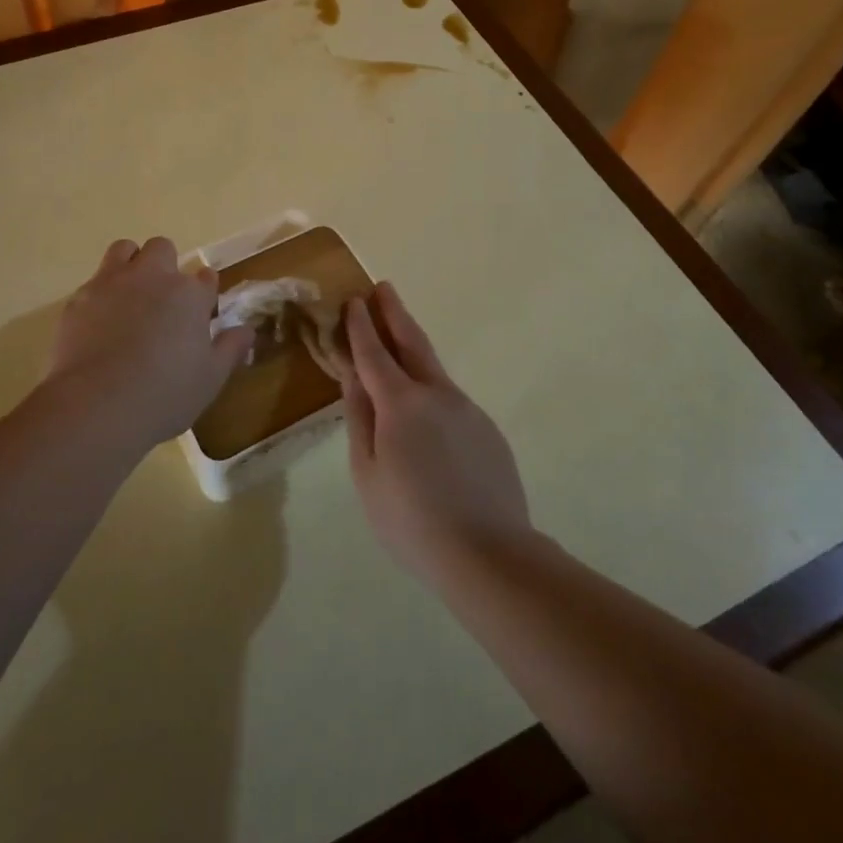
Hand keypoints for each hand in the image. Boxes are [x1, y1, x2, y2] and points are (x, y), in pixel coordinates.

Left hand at [44, 238, 253, 449]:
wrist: (98, 404)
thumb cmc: (165, 395)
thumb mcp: (210, 379)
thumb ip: (230, 349)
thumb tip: (247, 330)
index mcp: (189, 295)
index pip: (205, 278)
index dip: (204, 291)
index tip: (201, 310)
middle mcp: (153, 277)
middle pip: (162, 249)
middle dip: (165, 266)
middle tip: (162, 301)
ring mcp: (113, 282)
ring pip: (124, 249)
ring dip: (131, 264)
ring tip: (129, 296)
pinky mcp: (80, 297)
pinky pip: (94, 280)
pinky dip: (101, 294)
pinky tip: (99, 322)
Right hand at [340, 282, 531, 583]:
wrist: (489, 554)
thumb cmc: (411, 519)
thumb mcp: (367, 471)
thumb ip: (359, 418)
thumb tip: (353, 376)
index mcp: (400, 403)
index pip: (374, 352)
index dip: (361, 325)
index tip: (354, 299)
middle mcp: (436, 394)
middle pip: (411, 342)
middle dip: (394, 313)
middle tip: (383, 287)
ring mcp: (466, 409)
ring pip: (433, 368)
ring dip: (412, 345)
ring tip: (398, 334)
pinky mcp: (486, 429)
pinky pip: (449, 398)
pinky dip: (430, 385)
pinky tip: (424, 405)